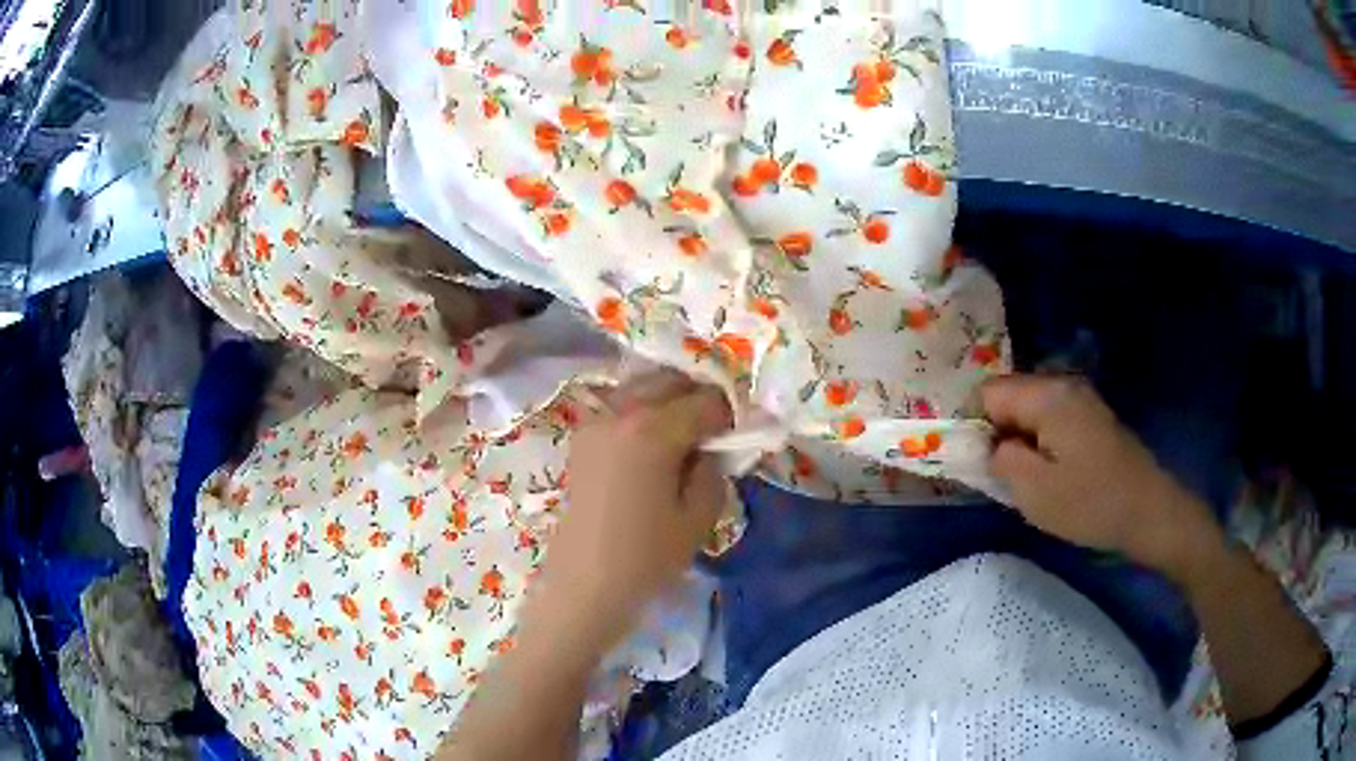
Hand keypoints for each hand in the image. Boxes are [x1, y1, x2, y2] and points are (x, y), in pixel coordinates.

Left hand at [532, 373, 732, 651]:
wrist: (583, 585)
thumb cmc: (645, 558)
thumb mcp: (698, 517)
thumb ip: (713, 469)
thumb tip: (712, 446)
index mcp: (652, 430)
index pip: (705, 400)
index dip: (729, 414)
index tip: (739, 433)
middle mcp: (619, 413)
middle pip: (669, 380)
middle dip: (698, 395)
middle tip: (716, 428)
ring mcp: (594, 422)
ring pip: (641, 388)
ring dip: (669, 398)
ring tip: (686, 432)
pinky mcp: (581, 439)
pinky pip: (620, 408)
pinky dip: (643, 411)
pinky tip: (654, 443)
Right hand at [981, 374, 1225, 580]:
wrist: (1149, 510)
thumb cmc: (1090, 503)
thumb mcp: (1034, 491)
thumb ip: (1000, 459)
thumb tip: (988, 444)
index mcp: (1047, 396)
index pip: (989, 393)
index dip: (977, 426)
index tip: (982, 464)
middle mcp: (1063, 385)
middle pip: (1011, 397)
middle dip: (1000, 433)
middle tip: (1006, 477)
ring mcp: (1081, 399)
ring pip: (1030, 410)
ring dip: (1022, 441)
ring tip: (1031, 479)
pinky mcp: (1092, 417)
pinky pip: (1052, 419)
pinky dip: (1043, 443)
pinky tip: (1054, 474)